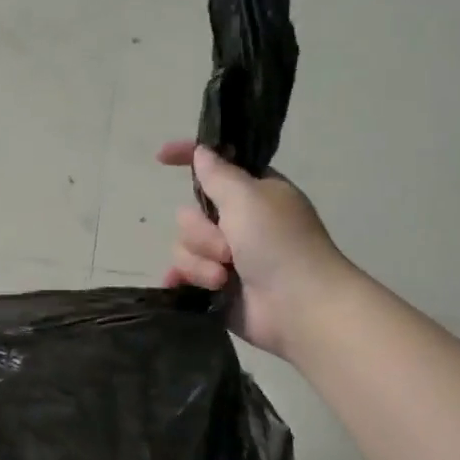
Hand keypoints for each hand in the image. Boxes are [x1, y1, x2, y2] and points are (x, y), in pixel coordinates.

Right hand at [157, 140, 349, 360]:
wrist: (298, 307)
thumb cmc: (280, 243)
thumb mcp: (248, 197)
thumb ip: (218, 173)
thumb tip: (202, 152)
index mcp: (253, 193)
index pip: (215, 166)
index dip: (188, 157)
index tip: (161, 157)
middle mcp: (239, 222)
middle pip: (191, 214)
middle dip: (202, 233)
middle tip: (229, 249)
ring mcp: (227, 257)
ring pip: (185, 246)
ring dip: (200, 263)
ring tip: (223, 279)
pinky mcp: (216, 287)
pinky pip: (183, 274)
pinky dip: (184, 279)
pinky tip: (179, 286)